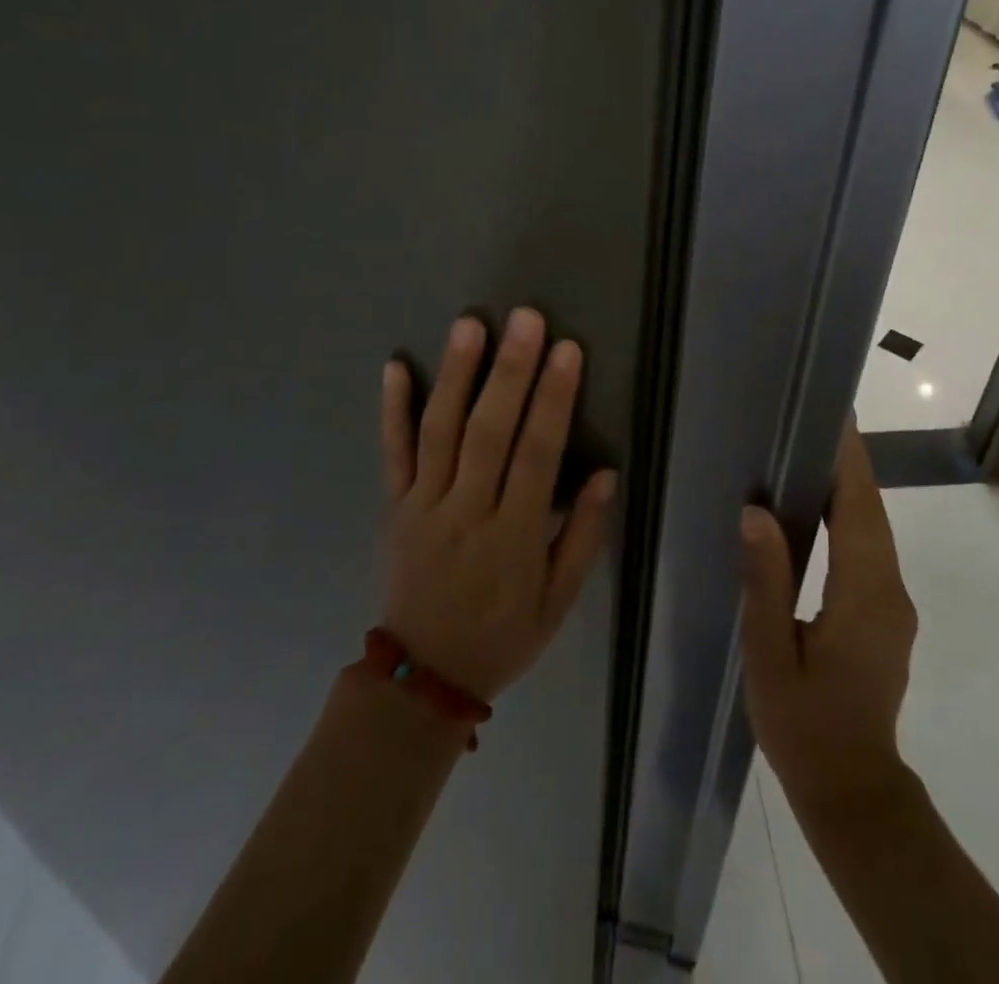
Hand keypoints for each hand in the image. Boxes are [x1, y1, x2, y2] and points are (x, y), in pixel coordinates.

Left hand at [379, 308, 615, 701]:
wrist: (422, 680)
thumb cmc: (503, 637)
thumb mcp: (559, 602)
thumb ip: (584, 536)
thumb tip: (607, 473)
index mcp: (514, 537)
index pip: (537, 456)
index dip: (553, 400)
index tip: (567, 351)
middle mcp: (467, 511)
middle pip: (488, 432)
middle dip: (510, 372)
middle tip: (525, 318)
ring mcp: (424, 505)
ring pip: (439, 432)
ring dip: (454, 375)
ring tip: (469, 325)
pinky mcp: (394, 506)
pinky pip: (392, 453)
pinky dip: (392, 409)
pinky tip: (395, 365)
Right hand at [739, 420, 917, 809]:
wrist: (854, 790)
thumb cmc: (804, 726)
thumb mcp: (770, 655)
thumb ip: (766, 582)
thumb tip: (756, 513)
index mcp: (864, 595)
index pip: (861, 509)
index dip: (850, 460)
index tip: (836, 416)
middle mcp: (890, 589)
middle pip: (873, 511)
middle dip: (848, 463)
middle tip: (813, 420)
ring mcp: (894, 603)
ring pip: (875, 528)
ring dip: (850, 487)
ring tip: (810, 450)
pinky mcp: (887, 613)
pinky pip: (871, 549)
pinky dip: (851, 516)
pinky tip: (820, 507)